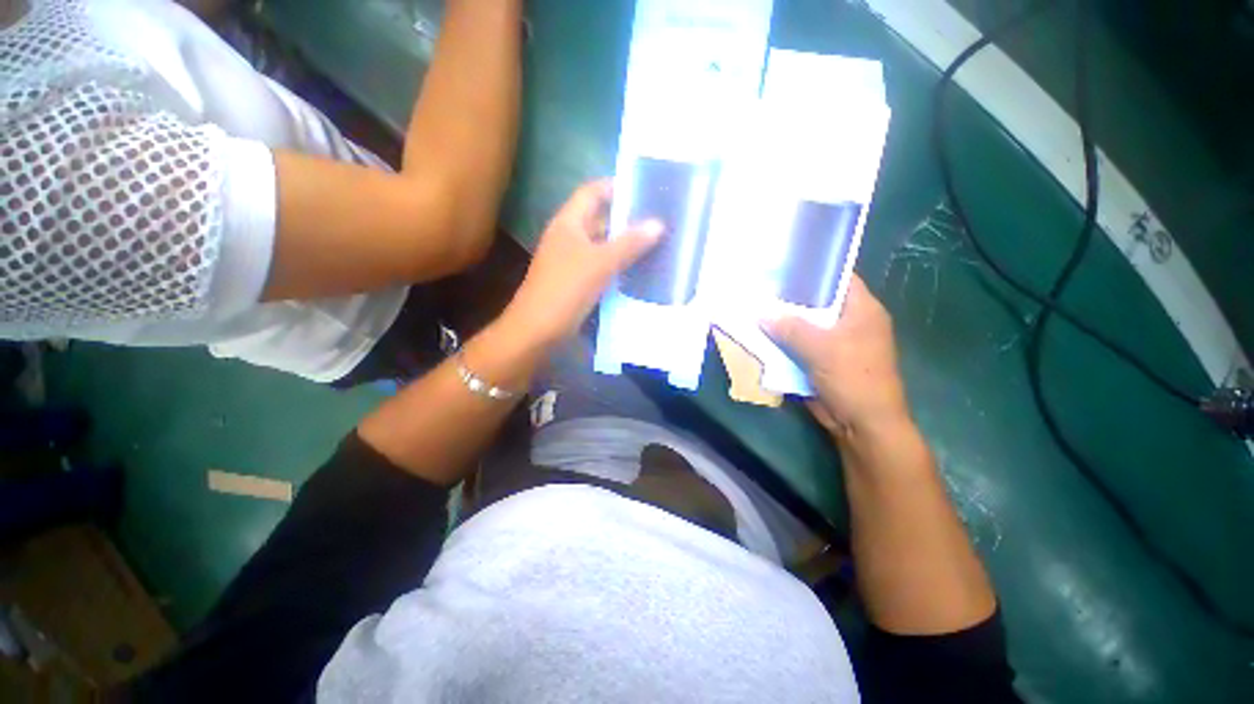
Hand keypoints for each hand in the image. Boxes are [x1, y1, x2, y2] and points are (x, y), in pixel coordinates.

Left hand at [502, 180, 661, 346]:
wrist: (538, 331)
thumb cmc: (566, 290)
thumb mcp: (600, 263)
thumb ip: (630, 243)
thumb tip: (658, 224)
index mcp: (569, 223)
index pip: (592, 192)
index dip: (616, 186)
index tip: (646, 188)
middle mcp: (570, 237)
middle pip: (600, 219)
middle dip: (628, 218)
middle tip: (660, 217)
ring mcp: (573, 261)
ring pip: (603, 245)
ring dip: (626, 244)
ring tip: (657, 241)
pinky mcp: (578, 282)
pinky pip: (603, 266)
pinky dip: (620, 265)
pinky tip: (641, 269)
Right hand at [764, 276, 910, 442]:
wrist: (860, 423)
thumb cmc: (852, 378)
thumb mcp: (821, 348)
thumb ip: (790, 327)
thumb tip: (760, 313)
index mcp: (861, 309)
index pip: (837, 277)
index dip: (812, 268)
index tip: (782, 263)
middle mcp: (848, 321)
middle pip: (816, 301)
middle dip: (789, 296)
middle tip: (760, 285)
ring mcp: (833, 341)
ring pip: (803, 324)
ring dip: (782, 321)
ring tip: (753, 306)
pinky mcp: (819, 359)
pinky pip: (797, 344)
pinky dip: (781, 340)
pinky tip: (759, 333)